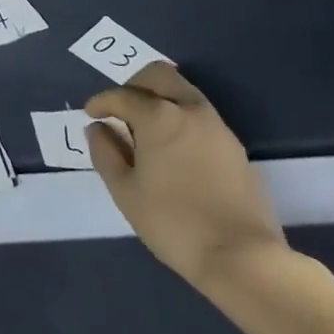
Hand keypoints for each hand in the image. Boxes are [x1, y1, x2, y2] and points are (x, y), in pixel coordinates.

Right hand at [84, 62, 286, 288]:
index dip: (101, 102)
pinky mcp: (235, 147)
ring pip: (183, 92)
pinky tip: (172, 150)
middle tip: (120, 110)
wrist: (243, 258)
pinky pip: (200, 116)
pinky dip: (180, 118)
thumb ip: (105, 153)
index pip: (122, 95)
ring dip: (160, 99)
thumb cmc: (173, 222)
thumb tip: (98, 128)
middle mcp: (190, 110)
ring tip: (145, 131)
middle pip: (159, 76)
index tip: (90, 114)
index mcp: (159, 116)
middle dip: (134, 85)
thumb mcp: (125, 191)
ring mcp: (217, 127)